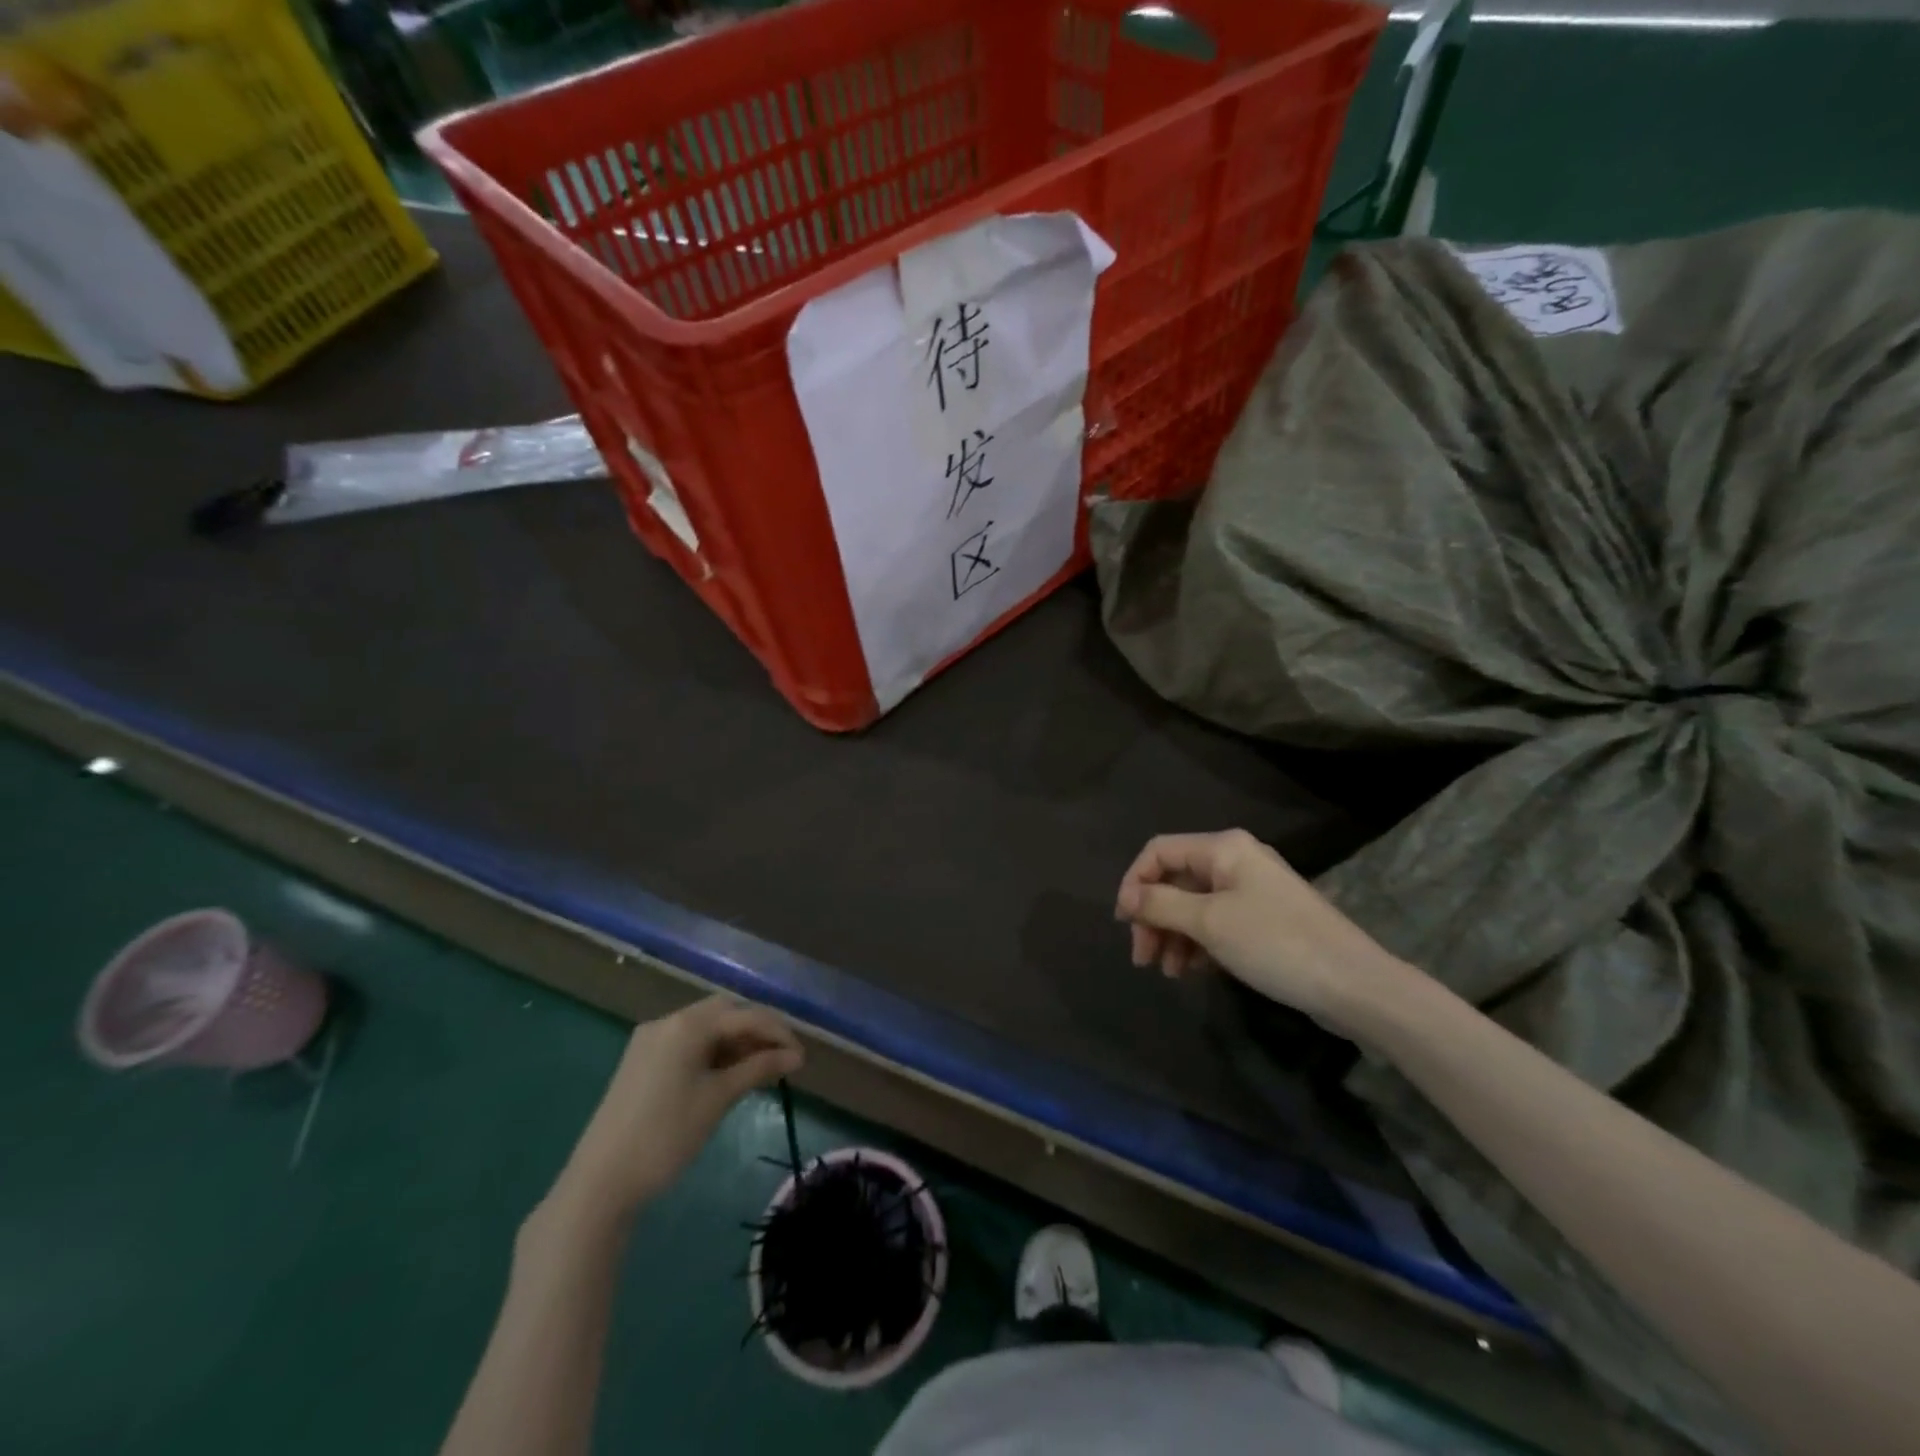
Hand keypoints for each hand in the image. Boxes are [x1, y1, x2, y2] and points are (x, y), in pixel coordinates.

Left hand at [556, 997, 802, 1219]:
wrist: (600, 1182)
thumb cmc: (666, 1136)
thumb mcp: (718, 1099)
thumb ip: (759, 1069)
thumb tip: (796, 1056)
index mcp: (687, 1024)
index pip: (745, 1015)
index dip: (777, 1032)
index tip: (801, 1057)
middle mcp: (668, 1021)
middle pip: (724, 1012)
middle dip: (756, 1030)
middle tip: (781, 1059)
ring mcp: (651, 1040)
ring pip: (705, 1027)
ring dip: (735, 1042)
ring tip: (760, 1070)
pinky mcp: (641, 1061)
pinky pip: (687, 1043)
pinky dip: (712, 1052)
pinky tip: (727, 1074)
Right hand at [1114, 830, 1406, 1032]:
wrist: (1354, 985)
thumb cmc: (1275, 943)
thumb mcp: (1209, 922)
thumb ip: (1161, 905)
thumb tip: (1127, 897)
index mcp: (1223, 848)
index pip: (1159, 851)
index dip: (1134, 882)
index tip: (1124, 922)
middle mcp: (1236, 860)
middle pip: (1175, 880)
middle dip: (1153, 916)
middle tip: (1142, 957)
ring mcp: (1252, 891)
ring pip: (1194, 905)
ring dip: (1173, 935)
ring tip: (1168, 972)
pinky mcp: (1264, 920)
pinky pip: (1217, 923)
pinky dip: (1198, 943)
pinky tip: (1193, 971)